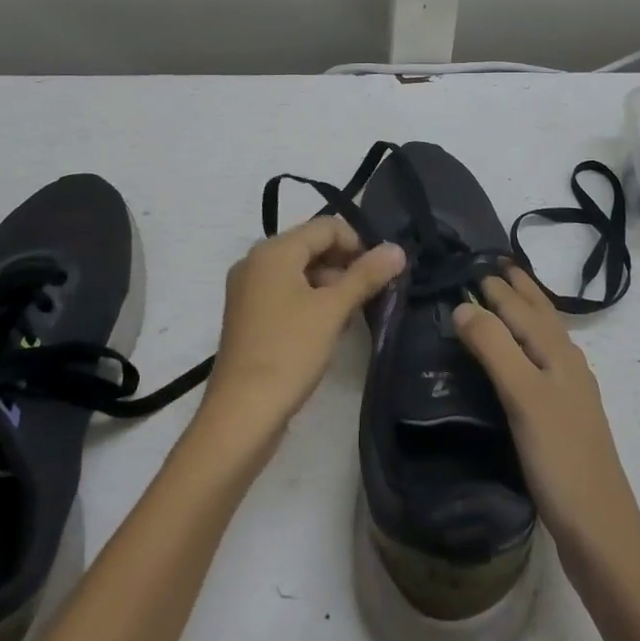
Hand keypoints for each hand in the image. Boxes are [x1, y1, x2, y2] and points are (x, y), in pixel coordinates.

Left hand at [202, 216, 405, 434]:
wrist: (242, 414)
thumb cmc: (289, 352)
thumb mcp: (333, 310)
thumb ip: (366, 275)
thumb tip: (397, 249)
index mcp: (273, 251)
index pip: (325, 227)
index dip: (358, 243)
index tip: (381, 272)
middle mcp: (255, 262)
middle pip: (311, 246)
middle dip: (344, 264)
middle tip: (371, 293)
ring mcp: (248, 290)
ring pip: (299, 271)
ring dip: (330, 284)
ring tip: (352, 314)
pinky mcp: (248, 316)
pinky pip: (285, 293)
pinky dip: (310, 300)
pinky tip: (328, 327)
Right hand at [453, 267, 639, 561]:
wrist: (601, 533)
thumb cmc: (560, 459)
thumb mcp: (523, 396)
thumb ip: (494, 347)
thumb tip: (463, 304)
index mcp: (558, 353)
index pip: (522, 307)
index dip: (498, 285)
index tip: (474, 261)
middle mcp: (567, 364)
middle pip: (541, 315)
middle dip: (519, 289)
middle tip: (493, 265)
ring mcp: (569, 392)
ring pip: (544, 338)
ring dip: (525, 313)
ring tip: (506, 298)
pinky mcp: (563, 418)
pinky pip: (542, 363)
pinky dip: (527, 345)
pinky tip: (521, 360)